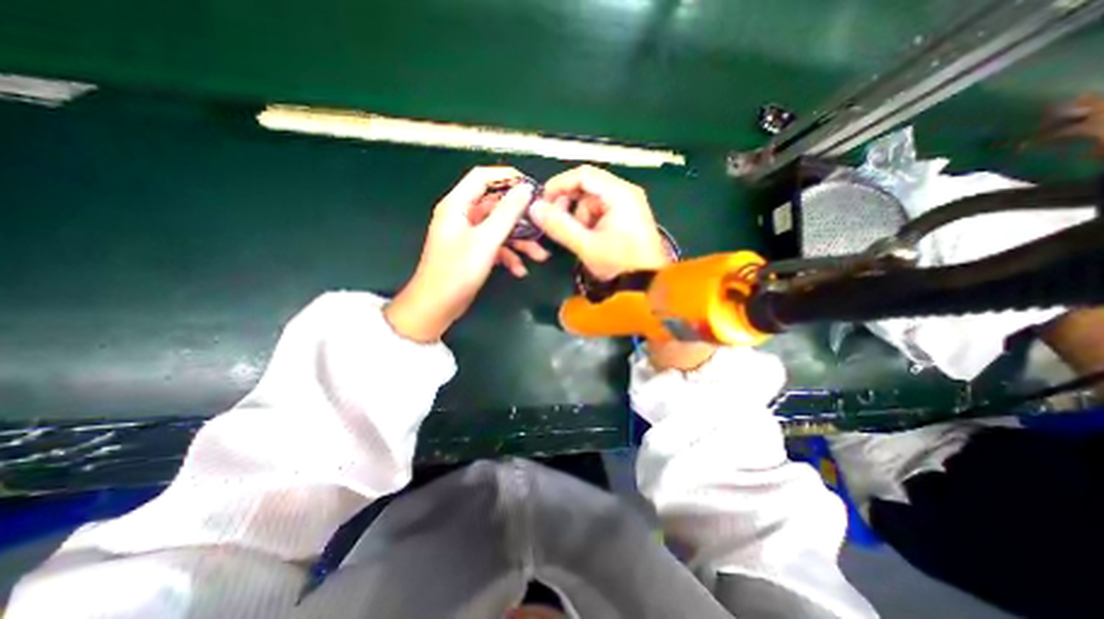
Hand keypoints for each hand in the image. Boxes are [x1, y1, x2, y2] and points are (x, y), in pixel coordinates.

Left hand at [385, 167, 546, 342]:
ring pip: (499, 229)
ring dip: (520, 242)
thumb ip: (507, 213)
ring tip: (540, 256)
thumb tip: (526, 189)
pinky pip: (495, 247)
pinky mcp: (473, 253)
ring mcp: (468, 236)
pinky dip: (509, 256)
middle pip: (496, 206)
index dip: (507, 177)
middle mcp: (462, 216)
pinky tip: (520, 270)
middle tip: (543, 225)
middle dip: (521, 218)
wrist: (436, 306)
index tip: (532, 186)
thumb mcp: (486, 240)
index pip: (482, 177)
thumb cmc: (457, 271)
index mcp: (458, 205)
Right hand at [531, 161, 715, 372]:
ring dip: (579, 216)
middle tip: (557, 223)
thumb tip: (534, 208)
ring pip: (591, 200)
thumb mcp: (586, 245)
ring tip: (580, 237)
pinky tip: (589, 238)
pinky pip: (600, 211)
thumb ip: (559, 225)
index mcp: (619, 194)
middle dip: (569, 204)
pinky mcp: (626, 217)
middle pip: (587, 186)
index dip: (559, 185)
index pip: (583, 175)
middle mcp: (625, 193)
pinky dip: (589, 222)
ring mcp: (627, 205)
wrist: (647, 286)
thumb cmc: (619, 264)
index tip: (542, 202)